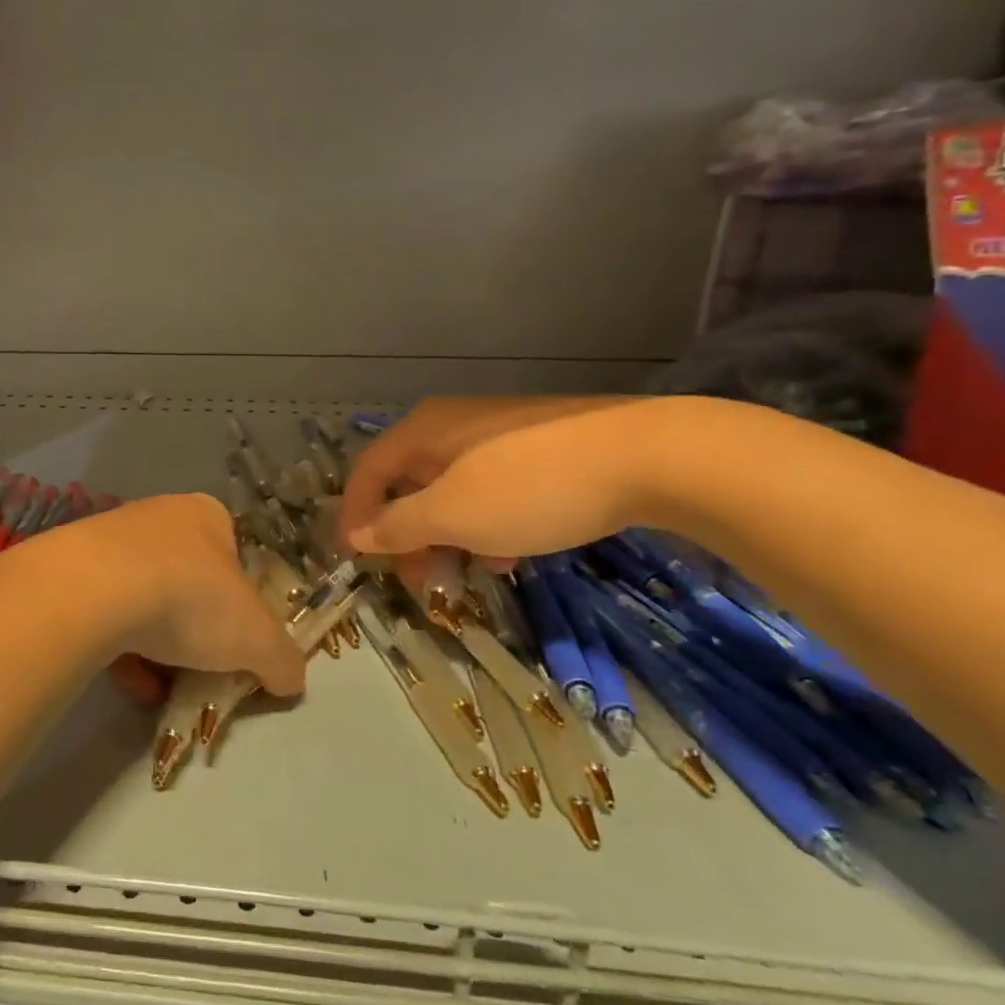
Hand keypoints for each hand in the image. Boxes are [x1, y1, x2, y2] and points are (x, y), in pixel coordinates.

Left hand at [51, 494, 305, 701]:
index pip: (234, 557)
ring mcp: (110, 540)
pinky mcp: (73, 570)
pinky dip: (122, 650)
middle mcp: (158, 518)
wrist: (94, 591)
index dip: (242, 604)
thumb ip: (282, 659)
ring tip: (163, 689)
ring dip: (158, 647)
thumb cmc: (190, 598)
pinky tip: (131, 683)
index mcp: (206, 515)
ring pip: (145, 600)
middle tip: (202, 669)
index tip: (238, 642)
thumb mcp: (257, 637)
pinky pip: (106, 614)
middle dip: (196, 631)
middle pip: (188, 581)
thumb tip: (290, 680)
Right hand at [340, 397, 668, 561]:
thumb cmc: (530, 487)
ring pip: (453, 490)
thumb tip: (357, 534)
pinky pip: (493, 489)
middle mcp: (453, 425)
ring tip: (472, 572)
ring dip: (450, 535)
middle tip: (418, 579)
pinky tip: (513, 552)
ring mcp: (499, 435)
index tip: (354, 559)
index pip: (368, 471)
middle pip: (410, 482)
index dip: (354, 515)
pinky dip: (489, 524)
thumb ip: (398, 525)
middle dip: (407, 535)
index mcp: (423, 430)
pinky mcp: (539, 448)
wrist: (650, 456)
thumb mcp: (453, 515)